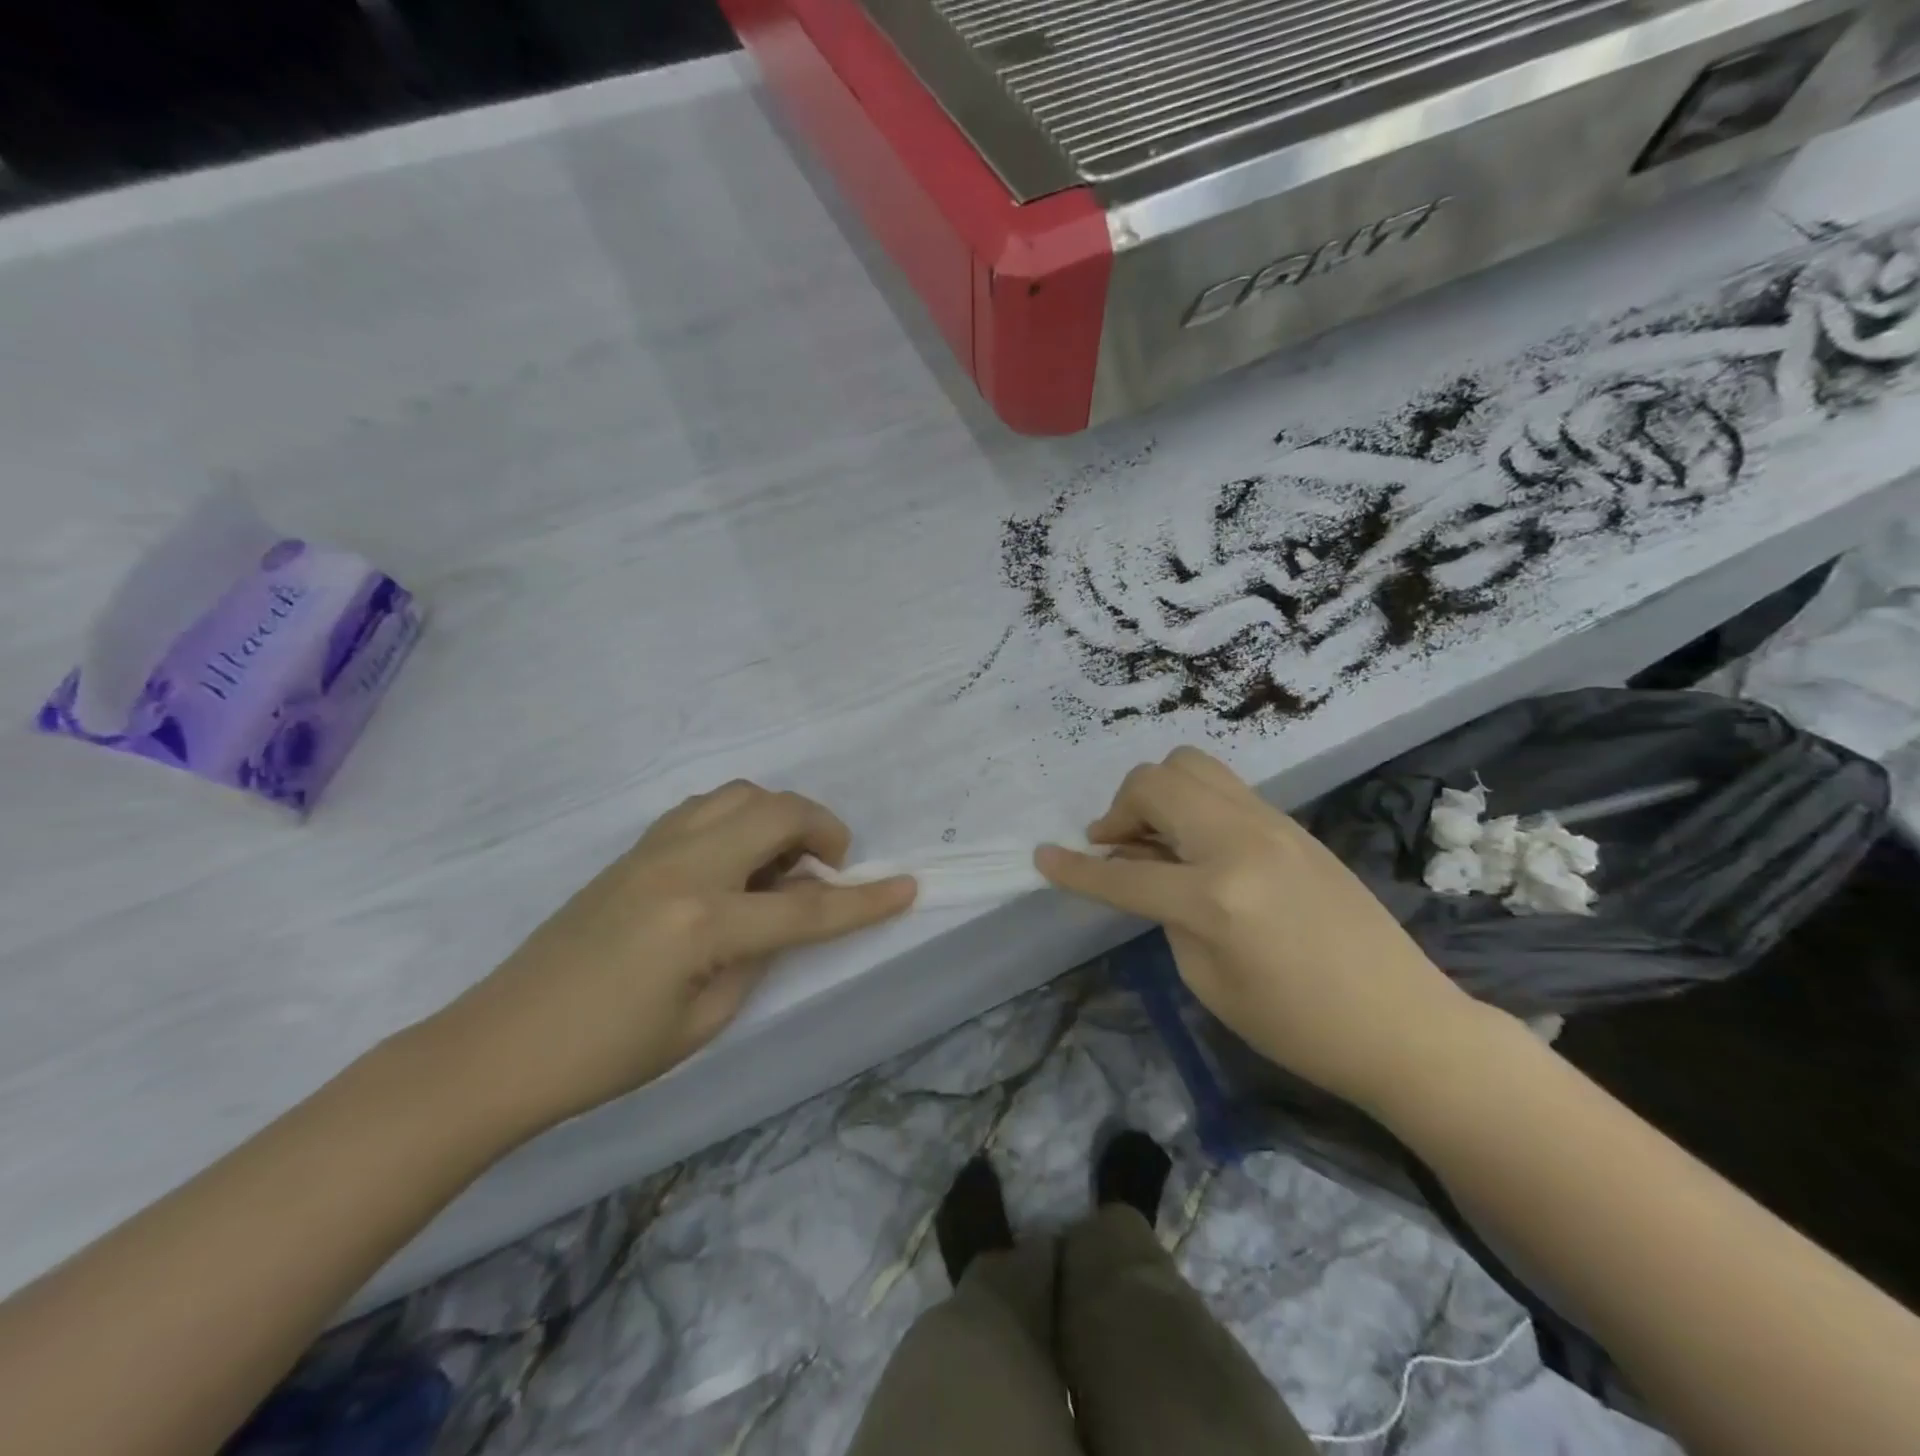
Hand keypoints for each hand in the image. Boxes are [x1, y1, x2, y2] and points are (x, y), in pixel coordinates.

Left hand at [430, 782, 916, 1135]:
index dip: (864, 902)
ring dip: (778, 816)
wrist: (500, 1045)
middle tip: (831, 866)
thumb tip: (790, 910)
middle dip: (823, 828)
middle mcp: (683, 867)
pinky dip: (740, 819)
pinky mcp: (634, 849)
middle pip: (776, 813)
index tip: (909, 887)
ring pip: (739, 794)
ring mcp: (653, 849)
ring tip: (783, 861)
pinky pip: (705, 809)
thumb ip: (758, 954)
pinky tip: (737, 860)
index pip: (806, 909)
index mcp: (702, 922)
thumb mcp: (704, 1019)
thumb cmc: (605, 1055)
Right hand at [1035, 748, 1482, 1110]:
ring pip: (1190, 766)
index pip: (1123, 873)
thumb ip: (1167, 915)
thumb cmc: (1299, 1026)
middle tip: (1114, 846)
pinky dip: (1191, 801)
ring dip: (1156, 794)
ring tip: (1153, 836)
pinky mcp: (1292, 824)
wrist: (1403, 1022)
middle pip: (1154, 784)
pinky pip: (1223, 788)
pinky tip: (1194, 843)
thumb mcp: (1209, 980)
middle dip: (1118, 810)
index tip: (1041, 858)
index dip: (1074, 870)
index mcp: (1214, 896)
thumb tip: (1146, 872)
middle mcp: (1240, 842)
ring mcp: (1271, 824)